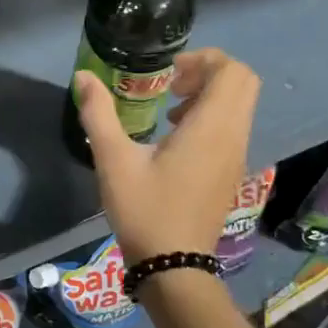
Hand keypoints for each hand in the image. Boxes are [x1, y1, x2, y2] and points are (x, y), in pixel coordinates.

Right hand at [74, 48, 259, 265]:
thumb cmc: (145, 210)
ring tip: (170, 110)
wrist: (174, 267)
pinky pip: (233, 128)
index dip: (204, 59)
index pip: (233, 72)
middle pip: (243, 83)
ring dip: (210, 95)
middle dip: (210, 72)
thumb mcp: (113, 160)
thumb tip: (83, 77)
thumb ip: (98, 113)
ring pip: (240, 106)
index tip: (169, 71)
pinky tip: (175, 138)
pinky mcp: (231, 173)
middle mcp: (233, 138)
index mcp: (211, 128)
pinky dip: (212, 117)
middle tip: (172, 84)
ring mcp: (236, 157)